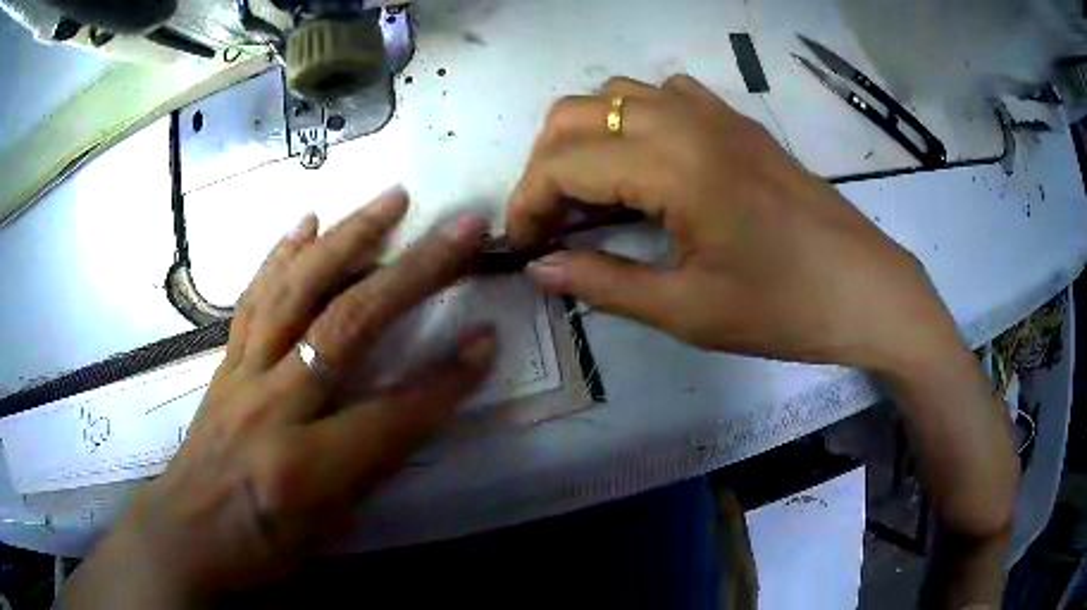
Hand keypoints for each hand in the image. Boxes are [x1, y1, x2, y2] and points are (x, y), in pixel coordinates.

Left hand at [65, 189, 495, 605]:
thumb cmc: (262, 544)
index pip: (392, 414)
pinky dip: (281, 254)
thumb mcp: (329, 527)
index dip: (446, 380)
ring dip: (349, 237)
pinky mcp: (225, 360)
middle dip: (414, 273)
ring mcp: (243, 373)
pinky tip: (306, 221)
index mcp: (304, 466)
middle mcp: (272, 405)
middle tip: (459, 229)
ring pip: (298, 291)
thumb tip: (420, 408)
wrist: (189, 532)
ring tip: (390, 199)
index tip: (488, 340)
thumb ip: (373, 464)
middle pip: (348, 325)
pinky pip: (254, 298)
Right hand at [509, 75, 960, 371]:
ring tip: (593, 193)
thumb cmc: (785, 308)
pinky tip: (648, 165)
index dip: (527, 202)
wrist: (866, 290)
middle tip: (552, 221)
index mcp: (673, 165)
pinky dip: (633, 118)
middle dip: (545, 164)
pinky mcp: (738, 121)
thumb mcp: (688, 310)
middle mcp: (686, 120)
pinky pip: (665, 94)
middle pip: (576, 111)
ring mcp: (716, 113)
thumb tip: (539, 267)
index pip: (563, 161)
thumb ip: (603, 282)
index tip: (524, 245)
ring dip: (586, 136)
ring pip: (616, 93)